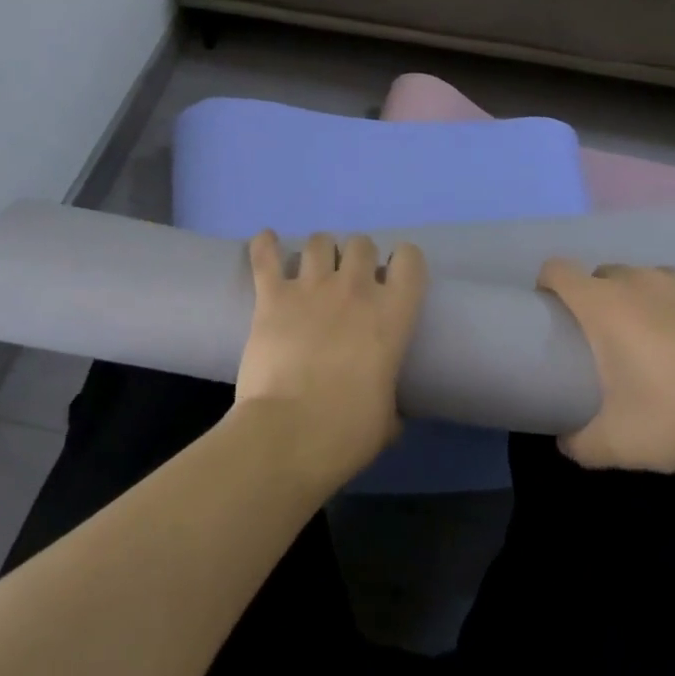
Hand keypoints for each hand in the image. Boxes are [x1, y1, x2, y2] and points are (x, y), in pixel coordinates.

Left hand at [236, 232, 427, 488]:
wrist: (288, 434)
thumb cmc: (346, 432)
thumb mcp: (386, 419)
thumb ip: (388, 400)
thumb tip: (389, 413)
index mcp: (391, 315)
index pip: (410, 259)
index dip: (403, 262)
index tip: (393, 278)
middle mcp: (354, 289)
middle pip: (361, 243)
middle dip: (357, 257)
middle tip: (349, 281)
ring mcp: (311, 288)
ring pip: (319, 241)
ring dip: (319, 252)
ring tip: (313, 269)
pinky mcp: (272, 295)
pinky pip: (266, 255)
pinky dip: (264, 245)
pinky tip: (266, 241)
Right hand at [539, 260, 674, 472]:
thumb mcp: (618, 444)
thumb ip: (578, 443)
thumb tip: (563, 439)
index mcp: (603, 304)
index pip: (556, 269)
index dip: (548, 286)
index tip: (555, 314)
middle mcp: (637, 279)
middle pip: (601, 276)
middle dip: (598, 302)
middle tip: (611, 344)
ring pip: (644, 281)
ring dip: (641, 303)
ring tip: (660, 345)